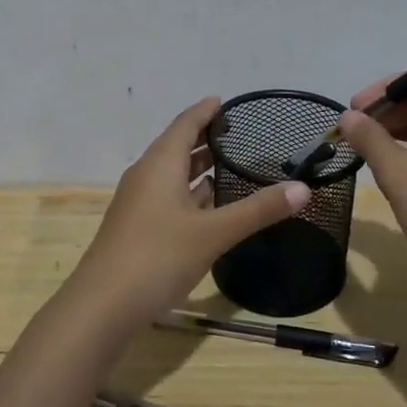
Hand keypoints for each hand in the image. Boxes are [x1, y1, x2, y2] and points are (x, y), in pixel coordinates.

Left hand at [65, 97, 310, 334]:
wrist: (103, 306)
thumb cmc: (158, 256)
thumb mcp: (214, 233)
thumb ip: (258, 210)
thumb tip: (303, 189)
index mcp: (160, 164)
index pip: (185, 124)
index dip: (205, 111)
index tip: (225, 101)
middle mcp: (146, 176)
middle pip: (177, 146)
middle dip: (205, 138)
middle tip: (238, 134)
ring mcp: (138, 203)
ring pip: (172, 175)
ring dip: (198, 168)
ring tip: (230, 165)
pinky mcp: (137, 228)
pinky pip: (168, 197)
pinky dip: (190, 193)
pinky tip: (210, 207)